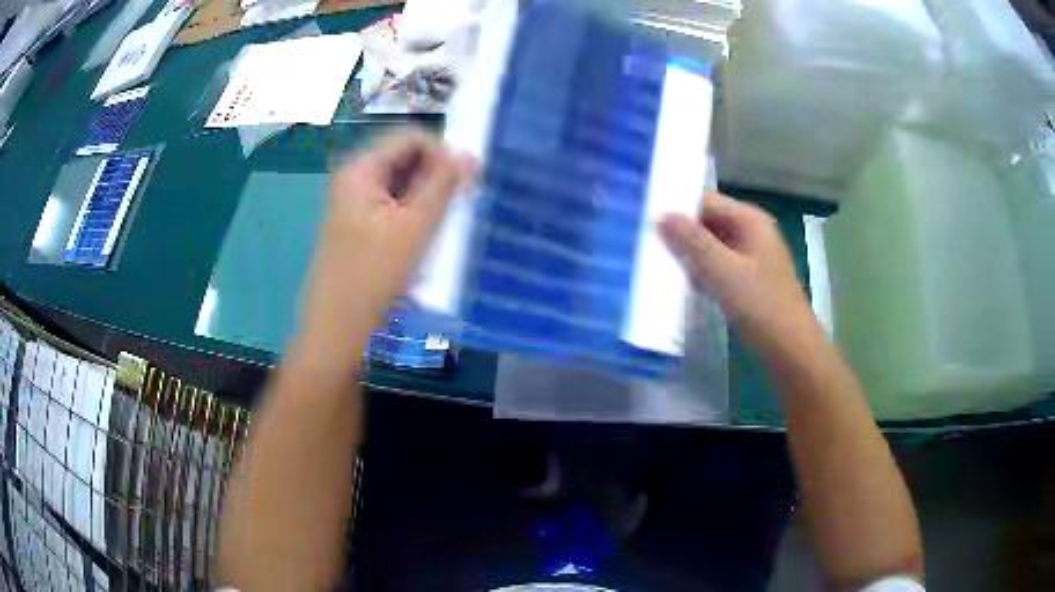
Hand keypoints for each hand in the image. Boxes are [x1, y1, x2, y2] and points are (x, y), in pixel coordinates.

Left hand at [296, 129, 473, 360]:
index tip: (466, 181)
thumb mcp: (414, 226)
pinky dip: (413, 209)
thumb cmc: (374, 275)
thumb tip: (468, 153)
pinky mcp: (358, 221)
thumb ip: (442, 185)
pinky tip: (425, 231)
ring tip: (445, 219)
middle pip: (404, 157)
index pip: (411, 137)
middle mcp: (354, 176)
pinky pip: (391, 202)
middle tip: (460, 201)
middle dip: (436, 173)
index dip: (443, 152)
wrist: (337, 324)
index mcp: (360, 169)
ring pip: (400, 181)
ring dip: (427, 193)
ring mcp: (353, 200)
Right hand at [660, 192, 823, 361]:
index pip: (706, 201)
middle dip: (681, 233)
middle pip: (708, 221)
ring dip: (689, 254)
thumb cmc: (761, 306)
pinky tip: (683, 284)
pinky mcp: (748, 279)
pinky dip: (701, 271)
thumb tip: (661, 215)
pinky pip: (718, 265)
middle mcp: (751, 231)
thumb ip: (692, 242)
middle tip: (647, 244)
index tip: (646, 221)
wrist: (791, 349)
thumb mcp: (723, 271)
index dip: (678, 208)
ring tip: (658, 263)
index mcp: (749, 220)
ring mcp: (751, 256)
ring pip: (711, 245)